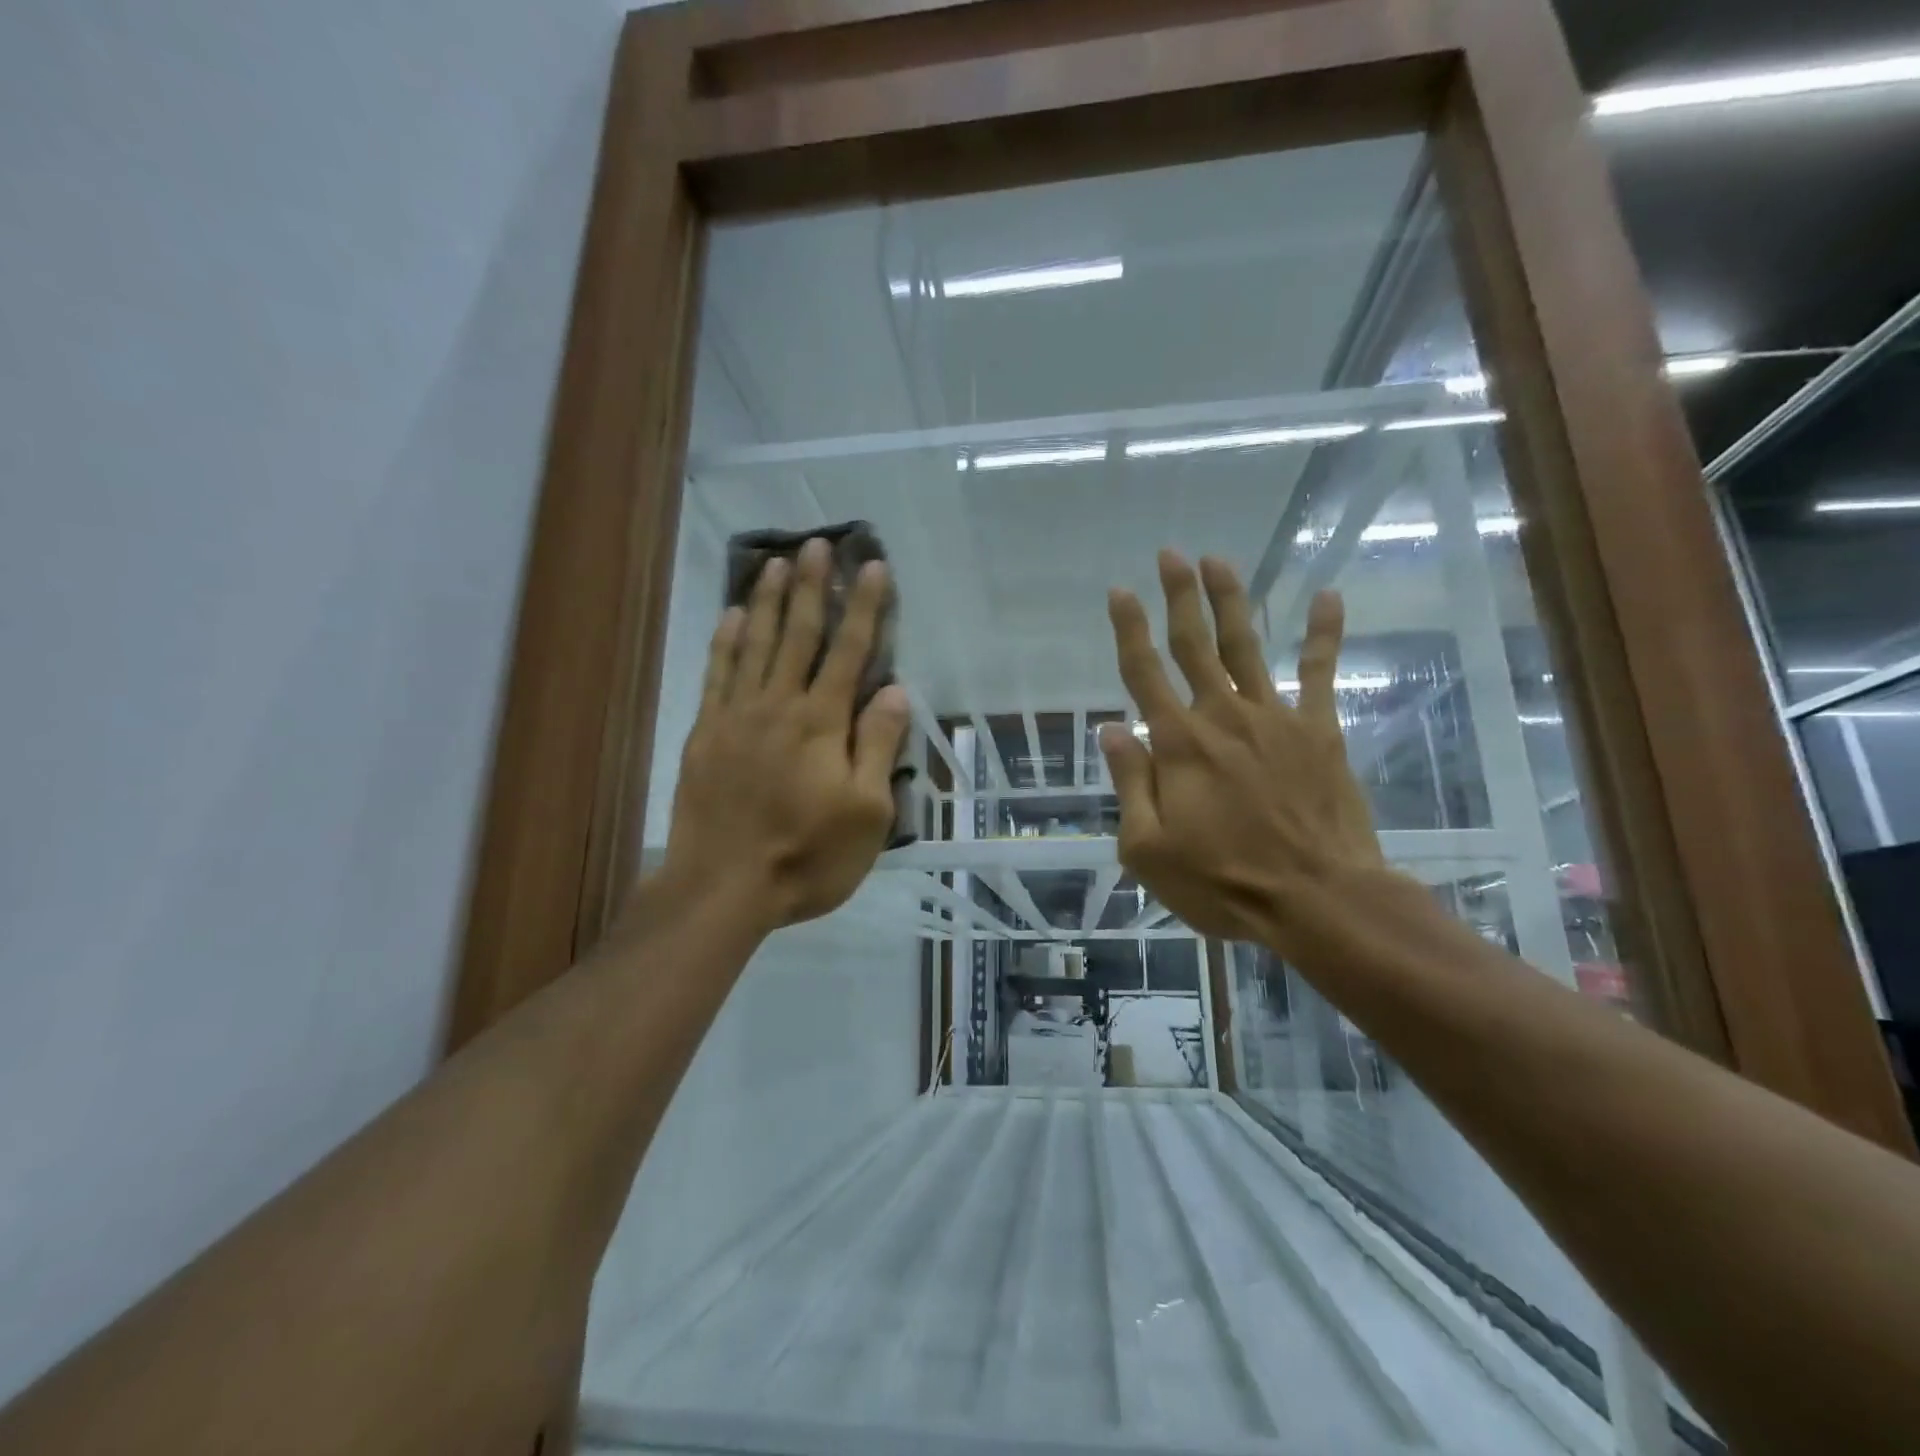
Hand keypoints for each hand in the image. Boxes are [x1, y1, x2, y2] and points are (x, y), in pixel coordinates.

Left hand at [660, 538, 909, 932]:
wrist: (723, 888)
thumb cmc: (807, 856)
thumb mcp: (866, 813)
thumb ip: (878, 747)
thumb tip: (893, 690)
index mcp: (821, 723)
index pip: (849, 652)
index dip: (863, 607)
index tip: (871, 566)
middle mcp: (778, 705)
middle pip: (798, 634)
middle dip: (811, 586)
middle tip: (816, 543)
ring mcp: (736, 716)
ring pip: (754, 644)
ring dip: (766, 600)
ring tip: (776, 562)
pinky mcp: (705, 733)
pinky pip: (716, 674)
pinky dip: (724, 641)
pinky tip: (730, 617)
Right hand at [1098, 551, 1385, 948]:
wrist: (1318, 900)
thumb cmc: (1223, 883)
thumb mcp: (1149, 850)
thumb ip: (1130, 784)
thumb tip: (1110, 730)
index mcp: (1178, 745)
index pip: (1144, 674)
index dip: (1128, 630)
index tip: (1119, 591)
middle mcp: (1222, 717)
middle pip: (1195, 645)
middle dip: (1179, 597)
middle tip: (1170, 554)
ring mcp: (1275, 718)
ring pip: (1247, 646)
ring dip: (1231, 601)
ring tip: (1218, 561)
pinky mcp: (1319, 731)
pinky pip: (1320, 673)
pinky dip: (1324, 635)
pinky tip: (1329, 597)